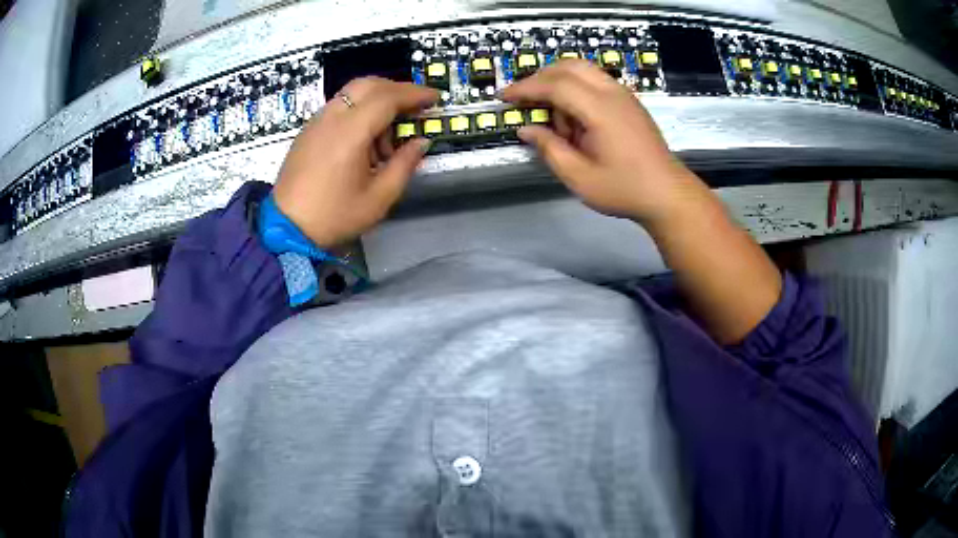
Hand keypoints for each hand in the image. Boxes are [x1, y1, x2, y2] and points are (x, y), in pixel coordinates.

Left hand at [272, 77, 436, 247]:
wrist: (286, 228)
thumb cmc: (334, 216)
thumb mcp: (379, 198)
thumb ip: (405, 165)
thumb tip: (421, 142)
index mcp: (350, 132)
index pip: (387, 97)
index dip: (415, 94)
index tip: (434, 98)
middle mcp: (331, 118)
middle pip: (368, 84)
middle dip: (396, 90)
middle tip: (414, 108)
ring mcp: (316, 122)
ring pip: (351, 93)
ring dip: (376, 102)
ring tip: (386, 139)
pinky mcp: (308, 131)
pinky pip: (338, 107)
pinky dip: (358, 111)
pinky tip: (363, 141)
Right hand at [506, 61, 780, 343]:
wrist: (667, 194)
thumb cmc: (623, 189)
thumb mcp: (579, 177)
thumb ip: (549, 149)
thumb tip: (526, 129)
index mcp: (599, 109)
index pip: (555, 85)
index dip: (526, 88)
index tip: (504, 97)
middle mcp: (612, 93)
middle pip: (569, 66)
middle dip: (540, 77)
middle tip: (523, 98)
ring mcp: (624, 95)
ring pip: (584, 69)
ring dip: (559, 81)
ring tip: (551, 113)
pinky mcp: (629, 102)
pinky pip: (596, 80)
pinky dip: (577, 87)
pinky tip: (574, 115)